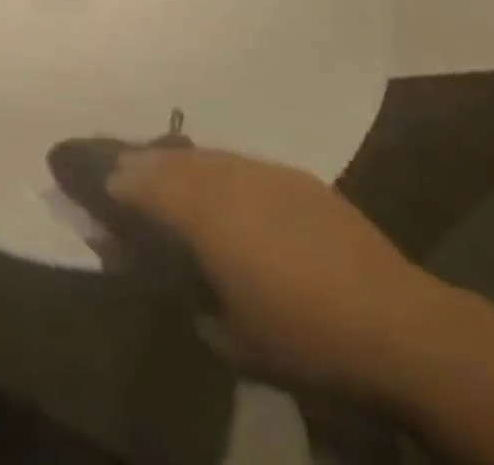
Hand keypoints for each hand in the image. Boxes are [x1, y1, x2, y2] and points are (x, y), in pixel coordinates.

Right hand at [109, 148, 453, 402]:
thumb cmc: (305, 338)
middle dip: (138, 162)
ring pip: (203, 155)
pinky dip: (214, 167)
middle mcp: (225, 179)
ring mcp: (262, 171)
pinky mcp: (294, 176)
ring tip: (158, 167)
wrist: (399, 326)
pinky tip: (217, 182)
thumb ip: (177, 293)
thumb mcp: (229, 336)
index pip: (142, 184)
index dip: (114, 181)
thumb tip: (136, 265)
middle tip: (116, 166)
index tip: (93, 180)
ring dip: (174, 161)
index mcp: (203, 215)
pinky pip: (237, 162)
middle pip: (168, 160)